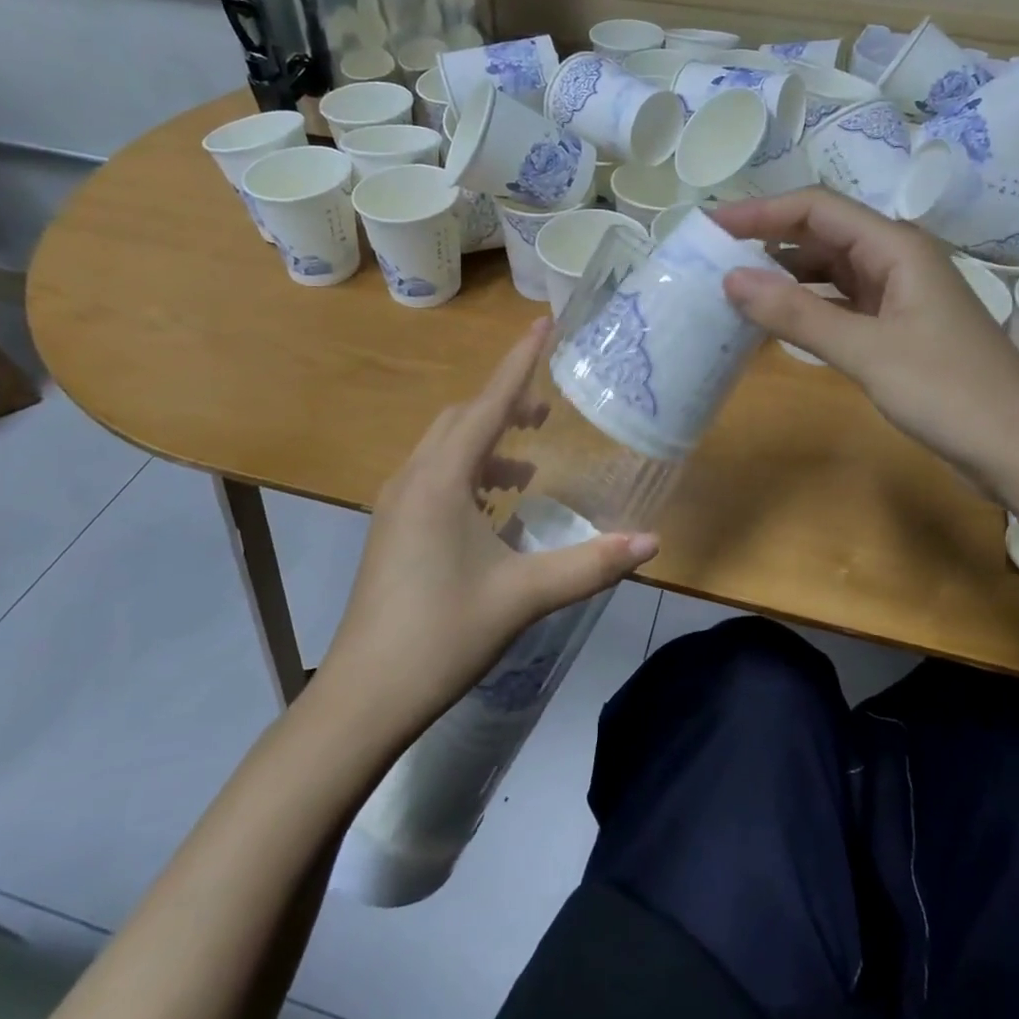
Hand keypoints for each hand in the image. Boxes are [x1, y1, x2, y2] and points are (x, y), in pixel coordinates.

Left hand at [323, 320, 658, 738]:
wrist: (365, 695)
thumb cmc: (443, 633)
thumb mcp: (524, 595)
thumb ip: (590, 564)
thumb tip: (652, 541)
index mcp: (441, 479)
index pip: (489, 404)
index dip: (520, 362)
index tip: (543, 324)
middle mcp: (413, 478)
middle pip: (463, 419)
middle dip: (506, 405)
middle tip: (548, 413)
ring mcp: (395, 504)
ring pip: (445, 448)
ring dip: (486, 443)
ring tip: (528, 464)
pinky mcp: (391, 529)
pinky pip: (434, 476)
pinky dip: (468, 472)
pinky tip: (494, 508)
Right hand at [715, 188, 1018, 488]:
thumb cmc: (949, 392)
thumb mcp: (866, 351)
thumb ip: (797, 314)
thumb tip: (731, 279)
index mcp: (896, 247)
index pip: (817, 208)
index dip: (761, 211)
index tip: (711, 226)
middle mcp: (897, 258)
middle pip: (823, 232)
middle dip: (769, 239)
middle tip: (713, 256)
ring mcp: (899, 293)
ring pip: (831, 268)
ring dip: (786, 272)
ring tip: (735, 285)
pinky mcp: (898, 326)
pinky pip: (842, 301)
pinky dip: (808, 304)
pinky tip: (778, 319)